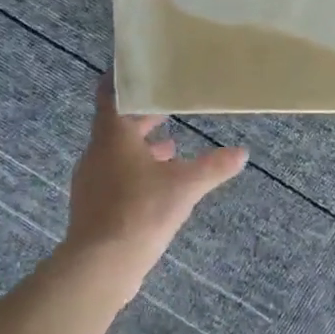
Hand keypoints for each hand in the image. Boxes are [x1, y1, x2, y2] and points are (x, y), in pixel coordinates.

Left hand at [63, 75, 247, 281]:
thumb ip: (213, 167)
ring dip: (142, 147)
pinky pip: (116, 177)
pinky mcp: (94, 206)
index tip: (141, 68)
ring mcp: (92, 181)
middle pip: (117, 125)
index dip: (124, 79)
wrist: (100, 265)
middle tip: (170, 105)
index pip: (111, 94)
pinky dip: (137, 171)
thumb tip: (242, 153)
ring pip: (117, 153)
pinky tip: (159, 184)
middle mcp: (97, 153)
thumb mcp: (185, 186)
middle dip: (144, 117)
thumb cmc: (140, 212)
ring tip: (173, 145)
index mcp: (112, 137)